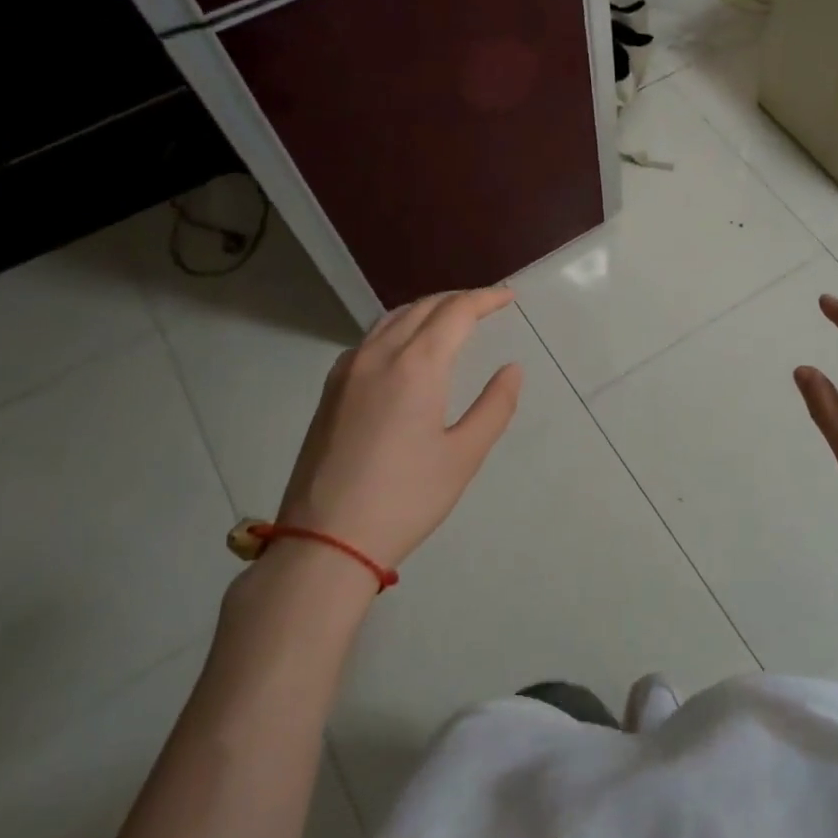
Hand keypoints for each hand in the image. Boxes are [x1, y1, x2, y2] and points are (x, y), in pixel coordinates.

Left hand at [274, 288, 523, 569]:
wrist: (326, 541)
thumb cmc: (406, 499)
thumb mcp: (464, 455)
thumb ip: (494, 406)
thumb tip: (511, 369)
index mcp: (417, 366)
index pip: (456, 312)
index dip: (485, 298)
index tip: (508, 296)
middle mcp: (378, 355)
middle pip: (423, 308)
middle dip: (458, 300)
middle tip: (487, 305)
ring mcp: (348, 370)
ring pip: (392, 319)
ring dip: (427, 310)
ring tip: (452, 319)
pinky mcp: (331, 390)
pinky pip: (370, 339)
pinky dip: (399, 328)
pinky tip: (408, 348)